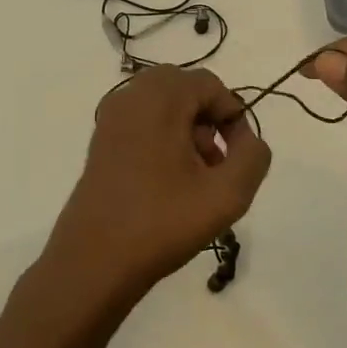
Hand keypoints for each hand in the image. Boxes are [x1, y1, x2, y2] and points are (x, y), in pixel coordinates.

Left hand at [38, 66, 272, 320]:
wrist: (93, 262)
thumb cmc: (161, 223)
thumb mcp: (228, 194)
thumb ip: (253, 156)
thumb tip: (246, 139)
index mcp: (158, 98)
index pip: (210, 85)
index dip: (233, 117)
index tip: (238, 157)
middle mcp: (130, 96)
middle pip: (185, 90)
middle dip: (209, 120)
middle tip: (215, 163)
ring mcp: (110, 118)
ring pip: (164, 105)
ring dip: (188, 130)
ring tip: (196, 178)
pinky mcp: (101, 141)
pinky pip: (144, 122)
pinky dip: (164, 138)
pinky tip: (169, 182)